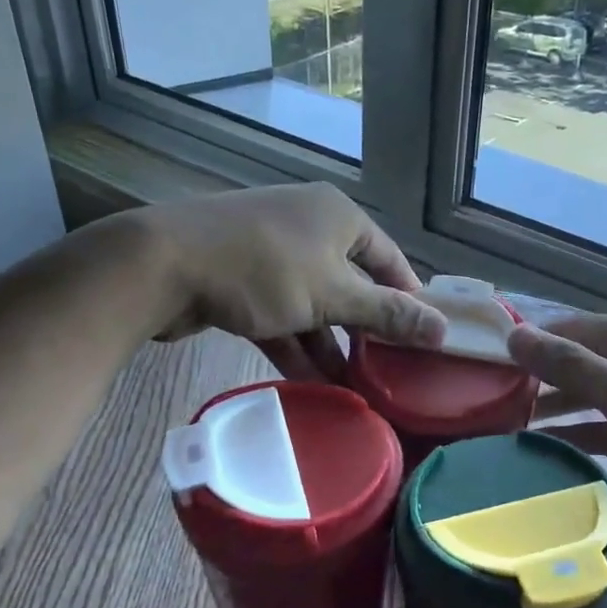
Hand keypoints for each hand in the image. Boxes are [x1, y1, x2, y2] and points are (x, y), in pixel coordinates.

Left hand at [130, 184, 443, 379]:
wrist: (163, 265)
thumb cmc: (265, 269)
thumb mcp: (334, 294)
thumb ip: (388, 314)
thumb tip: (443, 330)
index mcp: (339, 216)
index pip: (390, 259)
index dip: (408, 299)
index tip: (422, 341)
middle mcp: (308, 227)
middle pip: (351, 285)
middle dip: (365, 331)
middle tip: (388, 372)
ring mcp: (271, 254)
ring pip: (314, 305)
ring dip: (331, 346)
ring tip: (354, 391)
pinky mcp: (241, 282)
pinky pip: (282, 316)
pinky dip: (296, 346)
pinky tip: (312, 384)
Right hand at [507, 313, 606, 546]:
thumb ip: (569, 365)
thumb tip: (513, 334)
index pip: (571, 330)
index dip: (531, 342)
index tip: (487, 362)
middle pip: (577, 363)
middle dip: (537, 379)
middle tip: (488, 399)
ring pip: (588, 398)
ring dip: (553, 410)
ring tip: (505, 426)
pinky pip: (603, 430)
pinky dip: (576, 437)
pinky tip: (543, 449)